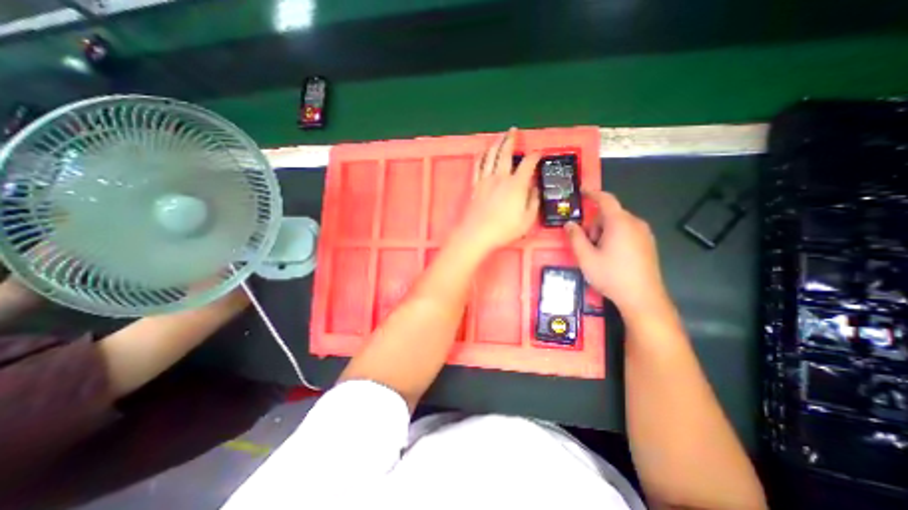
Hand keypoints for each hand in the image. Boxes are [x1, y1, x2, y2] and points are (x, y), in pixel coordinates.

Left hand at [454, 128, 536, 253]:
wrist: (477, 234)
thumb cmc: (503, 230)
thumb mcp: (527, 220)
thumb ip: (533, 202)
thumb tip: (535, 188)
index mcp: (516, 185)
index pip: (528, 163)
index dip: (535, 155)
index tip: (539, 153)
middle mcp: (500, 177)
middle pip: (505, 152)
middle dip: (510, 139)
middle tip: (513, 131)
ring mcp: (485, 180)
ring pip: (490, 155)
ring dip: (495, 143)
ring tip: (499, 136)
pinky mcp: (475, 185)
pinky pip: (477, 166)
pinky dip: (481, 156)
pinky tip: (482, 152)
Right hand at [566, 189, 669, 318]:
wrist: (642, 298)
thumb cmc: (611, 275)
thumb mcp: (586, 257)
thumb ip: (575, 237)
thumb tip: (569, 224)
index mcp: (619, 223)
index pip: (606, 199)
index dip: (592, 193)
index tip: (582, 191)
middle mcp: (635, 223)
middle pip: (610, 214)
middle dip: (595, 224)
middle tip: (587, 244)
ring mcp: (645, 234)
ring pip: (618, 224)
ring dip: (604, 232)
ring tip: (599, 254)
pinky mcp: (648, 244)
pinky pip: (628, 232)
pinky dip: (615, 237)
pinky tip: (612, 257)